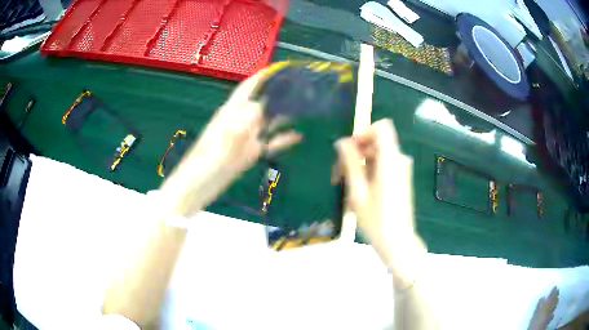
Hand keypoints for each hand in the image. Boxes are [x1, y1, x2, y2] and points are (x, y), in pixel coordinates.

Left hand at [160, 70, 300, 217]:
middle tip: (301, 88)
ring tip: (304, 108)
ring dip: (284, 115)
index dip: (262, 77)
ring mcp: (246, 138)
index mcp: (230, 113)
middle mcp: (240, 122)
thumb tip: (263, 105)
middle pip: (262, 102)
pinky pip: (270, 143)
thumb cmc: (205, 162)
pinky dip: (283, 139)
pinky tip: (298, 136)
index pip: (248, 88)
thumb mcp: (224, 139)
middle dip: (279, 94)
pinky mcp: (250, 154)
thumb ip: (244, 121)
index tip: (279, 68)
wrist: (197, 187)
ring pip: (268, 122)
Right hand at [336, 119, 425, 287]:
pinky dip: (370, 172)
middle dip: (357, 153)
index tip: (351, 149)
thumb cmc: (376, 220)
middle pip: (377, 142)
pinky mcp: (401, 179)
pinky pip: (384, 166)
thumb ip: (350, 163)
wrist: (397, 242)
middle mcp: (400, 161)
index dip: (365, 132)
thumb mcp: (357, 192)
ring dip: (361, 165)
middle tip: (340, 174)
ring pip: (378, 155)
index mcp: (391, 161)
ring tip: (347, 186)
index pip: (383, 128)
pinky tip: (360, 191)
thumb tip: (342, 142)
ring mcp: (402, 170)